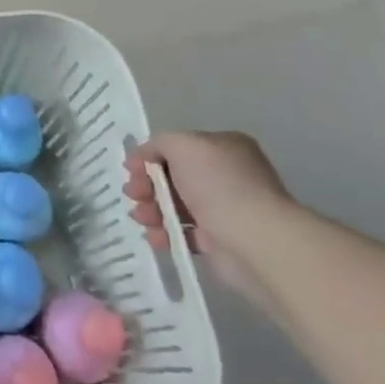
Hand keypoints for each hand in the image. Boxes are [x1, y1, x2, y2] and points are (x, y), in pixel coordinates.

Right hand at [123, 130, 293, 279]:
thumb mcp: (183, 145)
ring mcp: (223, 209)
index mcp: (223, 147)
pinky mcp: (218, 240)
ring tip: (143, 219)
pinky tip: (155, 237)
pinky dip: (164, 234)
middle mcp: (225, 175)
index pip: (179, 147)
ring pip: (175, 206)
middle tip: (134, 195)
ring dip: (151, 210)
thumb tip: (141, 157)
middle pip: (173, 177)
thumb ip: (158, 143)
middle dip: (147, 185)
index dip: (150, 157)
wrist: (254, 238)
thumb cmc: (218, 184)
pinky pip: (183, 233)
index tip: (131, 170)